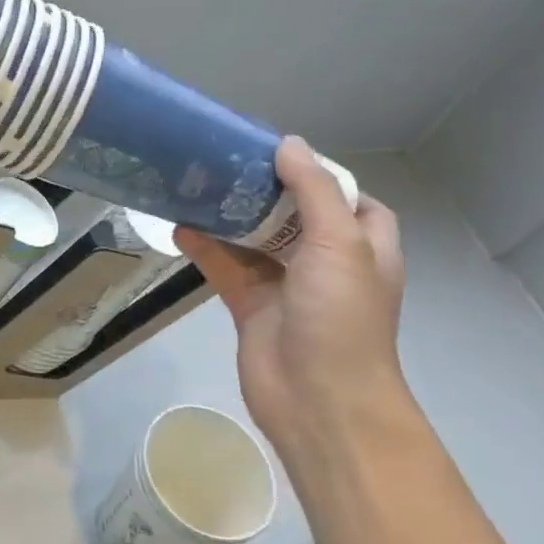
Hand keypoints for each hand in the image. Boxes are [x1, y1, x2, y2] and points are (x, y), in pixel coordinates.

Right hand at [172, 136, 408, 467]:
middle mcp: (326, 264)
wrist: (318, 399)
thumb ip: (313, 191)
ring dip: (228, 218)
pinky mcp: (250, 306)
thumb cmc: (340, 317)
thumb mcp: (338, 243)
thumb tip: (289, 144)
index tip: (280, 156)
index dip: (322, 177)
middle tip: (225, 163)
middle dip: (264, 191)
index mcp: (363, 248)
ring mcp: (287, 287)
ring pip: (254, 241)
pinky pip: (225, 268)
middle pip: (294, 217)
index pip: (350, 201)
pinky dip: (205, 248)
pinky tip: (179, 227)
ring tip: (196, 186)